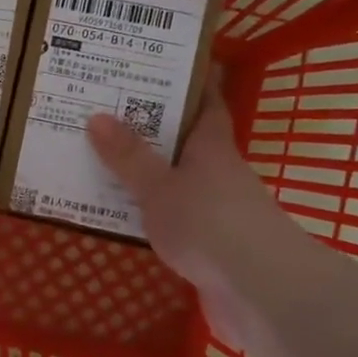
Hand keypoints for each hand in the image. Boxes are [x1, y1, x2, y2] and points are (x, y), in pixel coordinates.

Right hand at [86, 80, 293, 319]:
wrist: (260, 292)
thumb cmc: (209, 224)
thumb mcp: (159, 187)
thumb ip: (129, 157)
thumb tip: (97, 116)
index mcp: (212, 147)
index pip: (208, 102)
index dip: (193, 81)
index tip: (167, 64)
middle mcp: (221, 173)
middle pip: (189, 141)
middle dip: (156, 127)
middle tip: (111, 112)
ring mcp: (221, 211)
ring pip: (181, 181)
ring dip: (152, 173)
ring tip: (107, 161)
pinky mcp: (215, 246)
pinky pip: (178, 218)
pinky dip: (154, 212)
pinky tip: (127, 215)